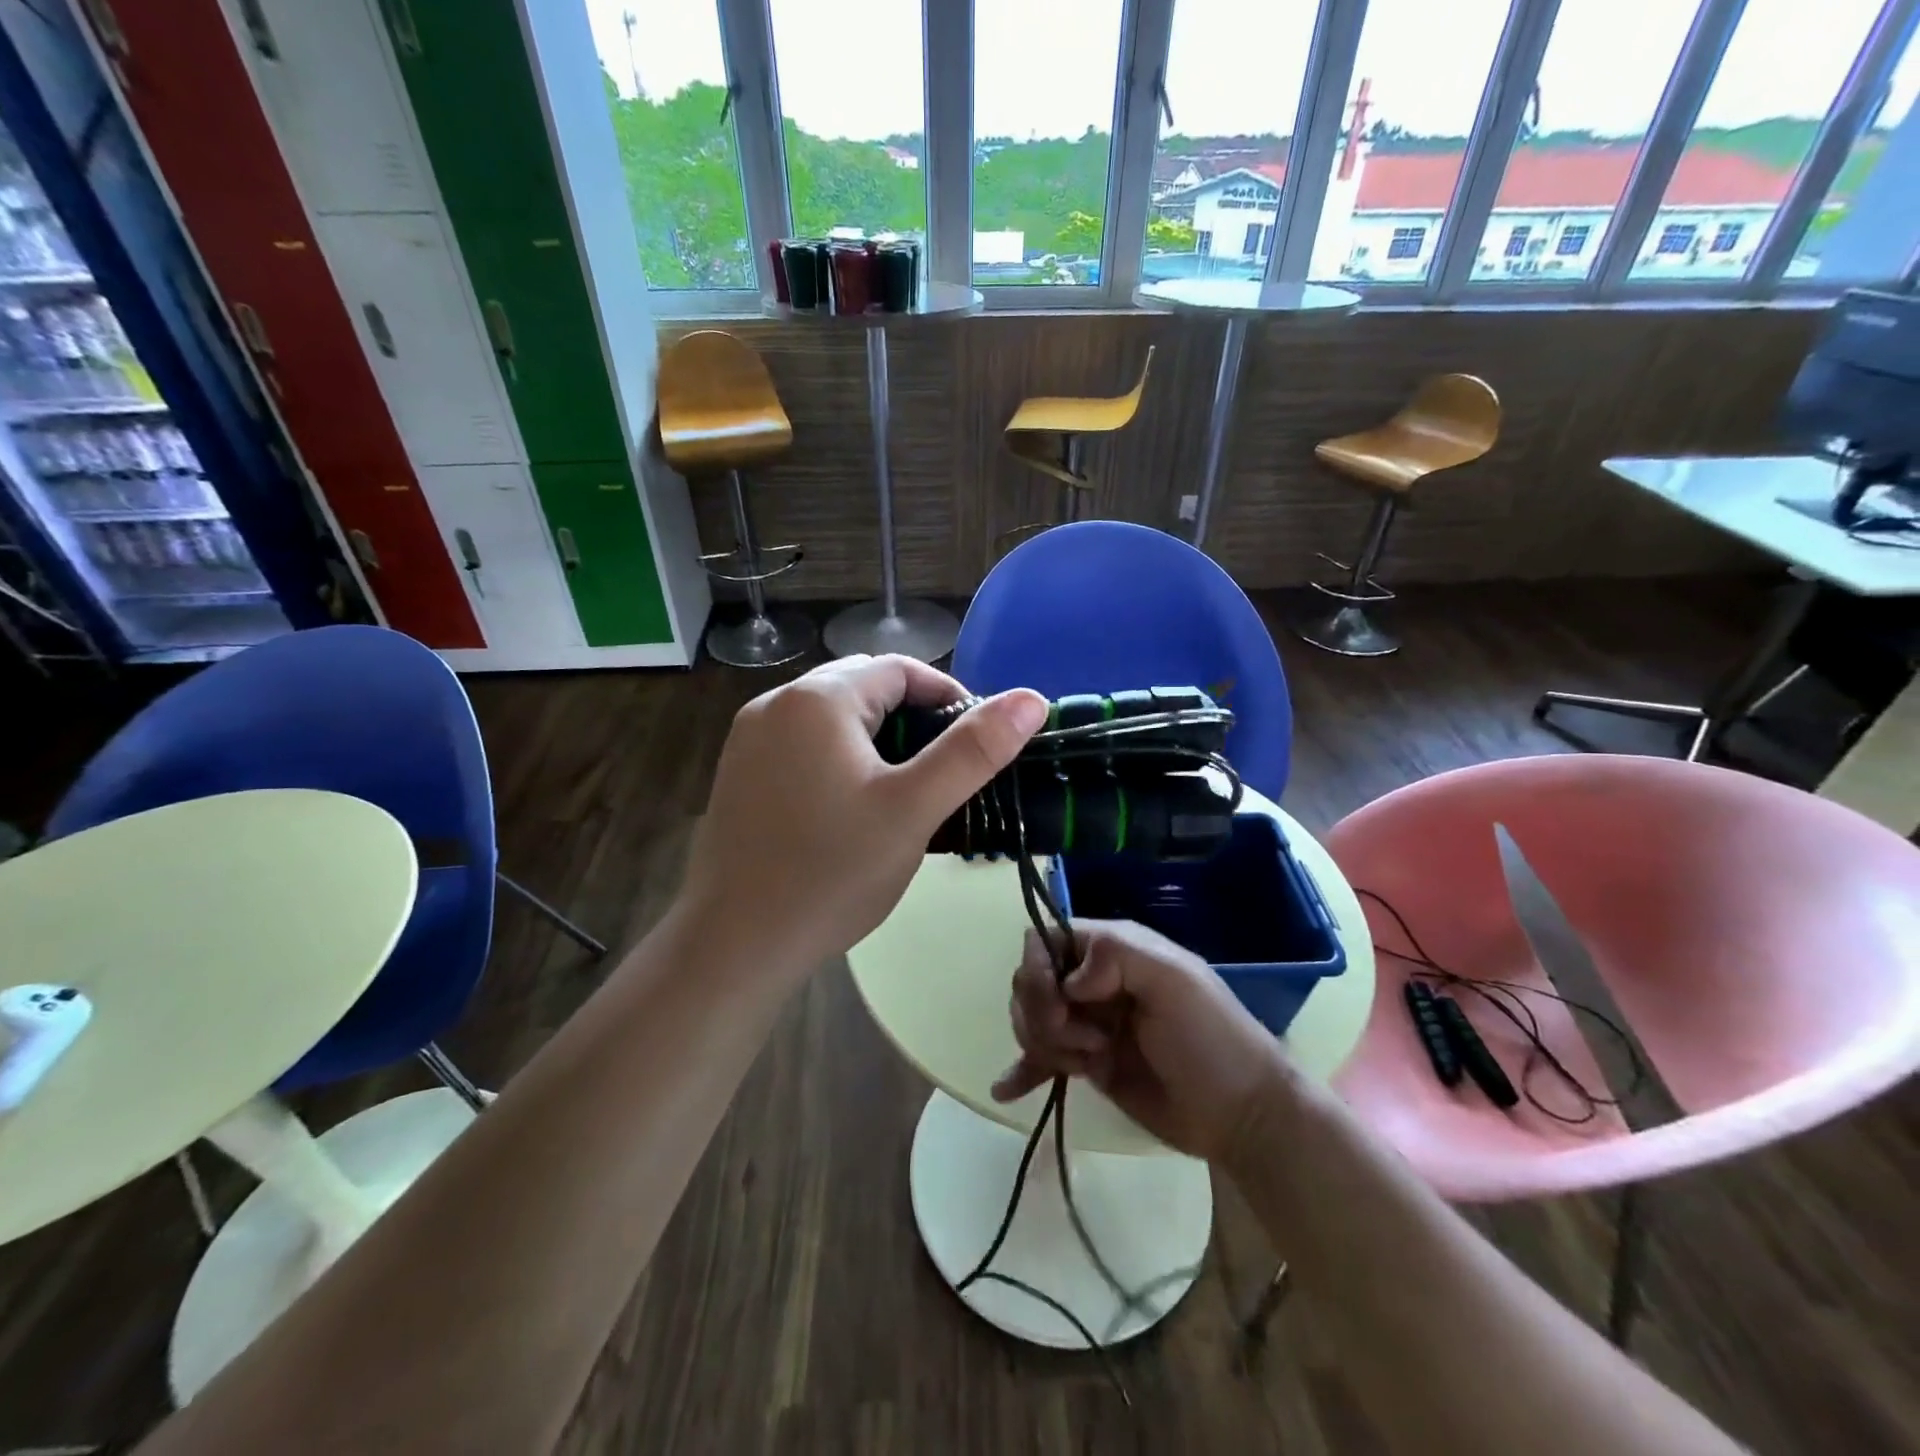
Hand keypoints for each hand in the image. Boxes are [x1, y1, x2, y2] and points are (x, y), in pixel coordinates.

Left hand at [675, 655, 1046, 976]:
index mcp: (818, 698)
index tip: (976, 745)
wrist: (734, 945)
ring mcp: (748, 737)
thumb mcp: (913, 809)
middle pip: (864, 687)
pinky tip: (850, 807)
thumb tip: (1032, 699)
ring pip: (833, 717)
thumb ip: (973, 751)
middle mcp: (775, 703)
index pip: (901, 669)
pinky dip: (839, 757)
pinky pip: (803, 744)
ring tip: (903, 792)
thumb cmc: (831, 874)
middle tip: (941, 774)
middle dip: (912, 719)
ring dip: (876, 739)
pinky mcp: (738, 772)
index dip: (948, 698)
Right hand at [992, 920, 1286, 1161]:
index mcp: (1112, 950)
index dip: (1040, 969)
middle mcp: (1093, 981)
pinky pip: (1041, 1062)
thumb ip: (1117, 955)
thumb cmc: (1211, 1039)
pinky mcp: (1088, 1065)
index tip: (1061, 1001)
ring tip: (1087, 1065)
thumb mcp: (1175, 979)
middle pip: (1030, 982)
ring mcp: (1088, 1024)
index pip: (1047, 940)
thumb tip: (1069, 981)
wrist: (1241, 1115)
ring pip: (1031, 1020)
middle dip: (1044, 1014)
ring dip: (1045, 1045)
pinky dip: (1022, 1071)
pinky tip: (1006, 1089)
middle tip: (1088, 1042)